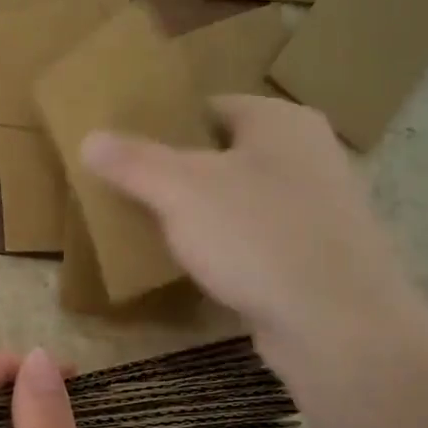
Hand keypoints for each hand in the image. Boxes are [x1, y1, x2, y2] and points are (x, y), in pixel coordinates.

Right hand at [82, 95, 427, 380]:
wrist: (336, 322)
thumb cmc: (257, 236)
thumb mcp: (181, 191)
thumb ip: (134, 162)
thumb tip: (90, 138)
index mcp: (281, 121)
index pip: (211, 106)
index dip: (167, 125)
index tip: (129, 153)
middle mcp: (308, 154)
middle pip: (228, 154)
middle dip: (182, 174)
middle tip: (135, 195)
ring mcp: (319, 208)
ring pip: (244, 200)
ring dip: (206, 215)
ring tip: (159, 233)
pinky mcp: (318, 256)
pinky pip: (261, 240)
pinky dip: (232, 249)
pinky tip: (205, 269)